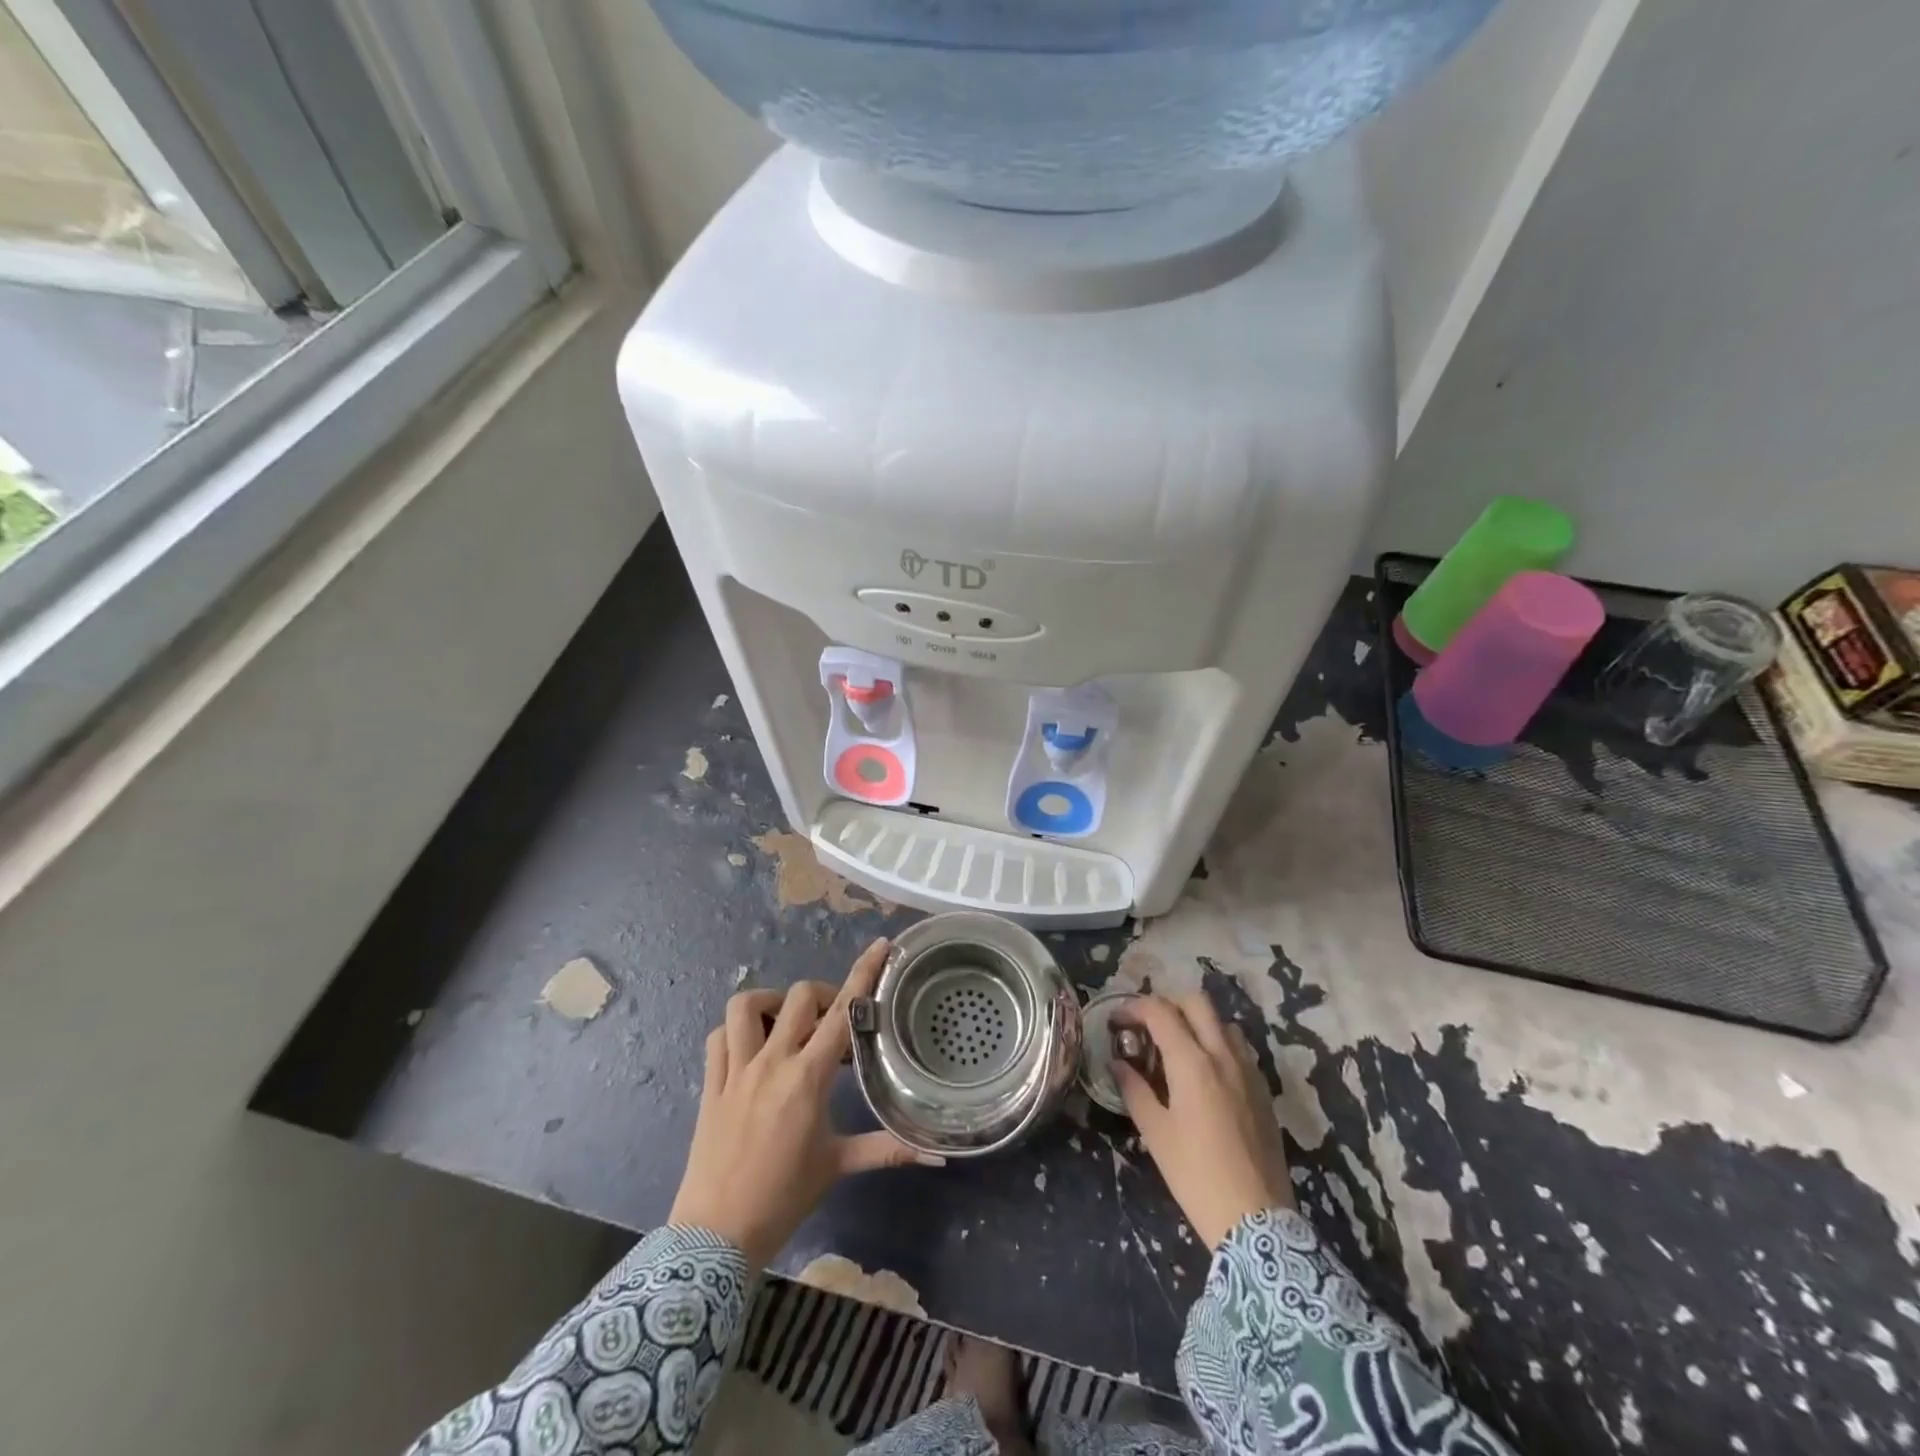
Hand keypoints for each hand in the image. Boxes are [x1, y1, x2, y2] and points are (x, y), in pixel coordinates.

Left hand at [669, 938, 935, 1267]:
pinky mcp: (710, 1084)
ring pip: (746, 1006)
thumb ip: (887, 1150)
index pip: (841, 1012)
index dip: (863, 974)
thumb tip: (938, 1154)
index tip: (879, 947)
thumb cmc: (784, 1198)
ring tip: (785, 1023)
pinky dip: (736, 1030)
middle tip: (833, 1023)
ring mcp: (735, 1070)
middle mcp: (771, 1062)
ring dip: (770, 1002)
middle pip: (799, 997)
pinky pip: (719, 1036)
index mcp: (807, 1078)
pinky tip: (750, 1046)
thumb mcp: (838, 1166)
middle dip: (822, 996)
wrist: (717, 1236)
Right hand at [1113, 993, 1293, 1248]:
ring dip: (1196, 1023)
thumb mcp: (1155, 1133)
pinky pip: (1239, 1049)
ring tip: (1177, 1049)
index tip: (1116, 1022)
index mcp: (1192, 1063)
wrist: (1256, 1221)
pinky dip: (1217, 1045)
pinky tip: (1205, 1075)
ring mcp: (1248, 1071)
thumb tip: (1118, 1063)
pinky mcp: (1263, 1091)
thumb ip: (1134, 1089)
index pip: (1160, 1011)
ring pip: (1222, 1023)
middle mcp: (1223, 1056)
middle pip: (1196, 1003)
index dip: (1134, 1008)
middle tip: (1147, 1028)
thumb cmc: (1196, 1176)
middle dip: (1167, 1005)